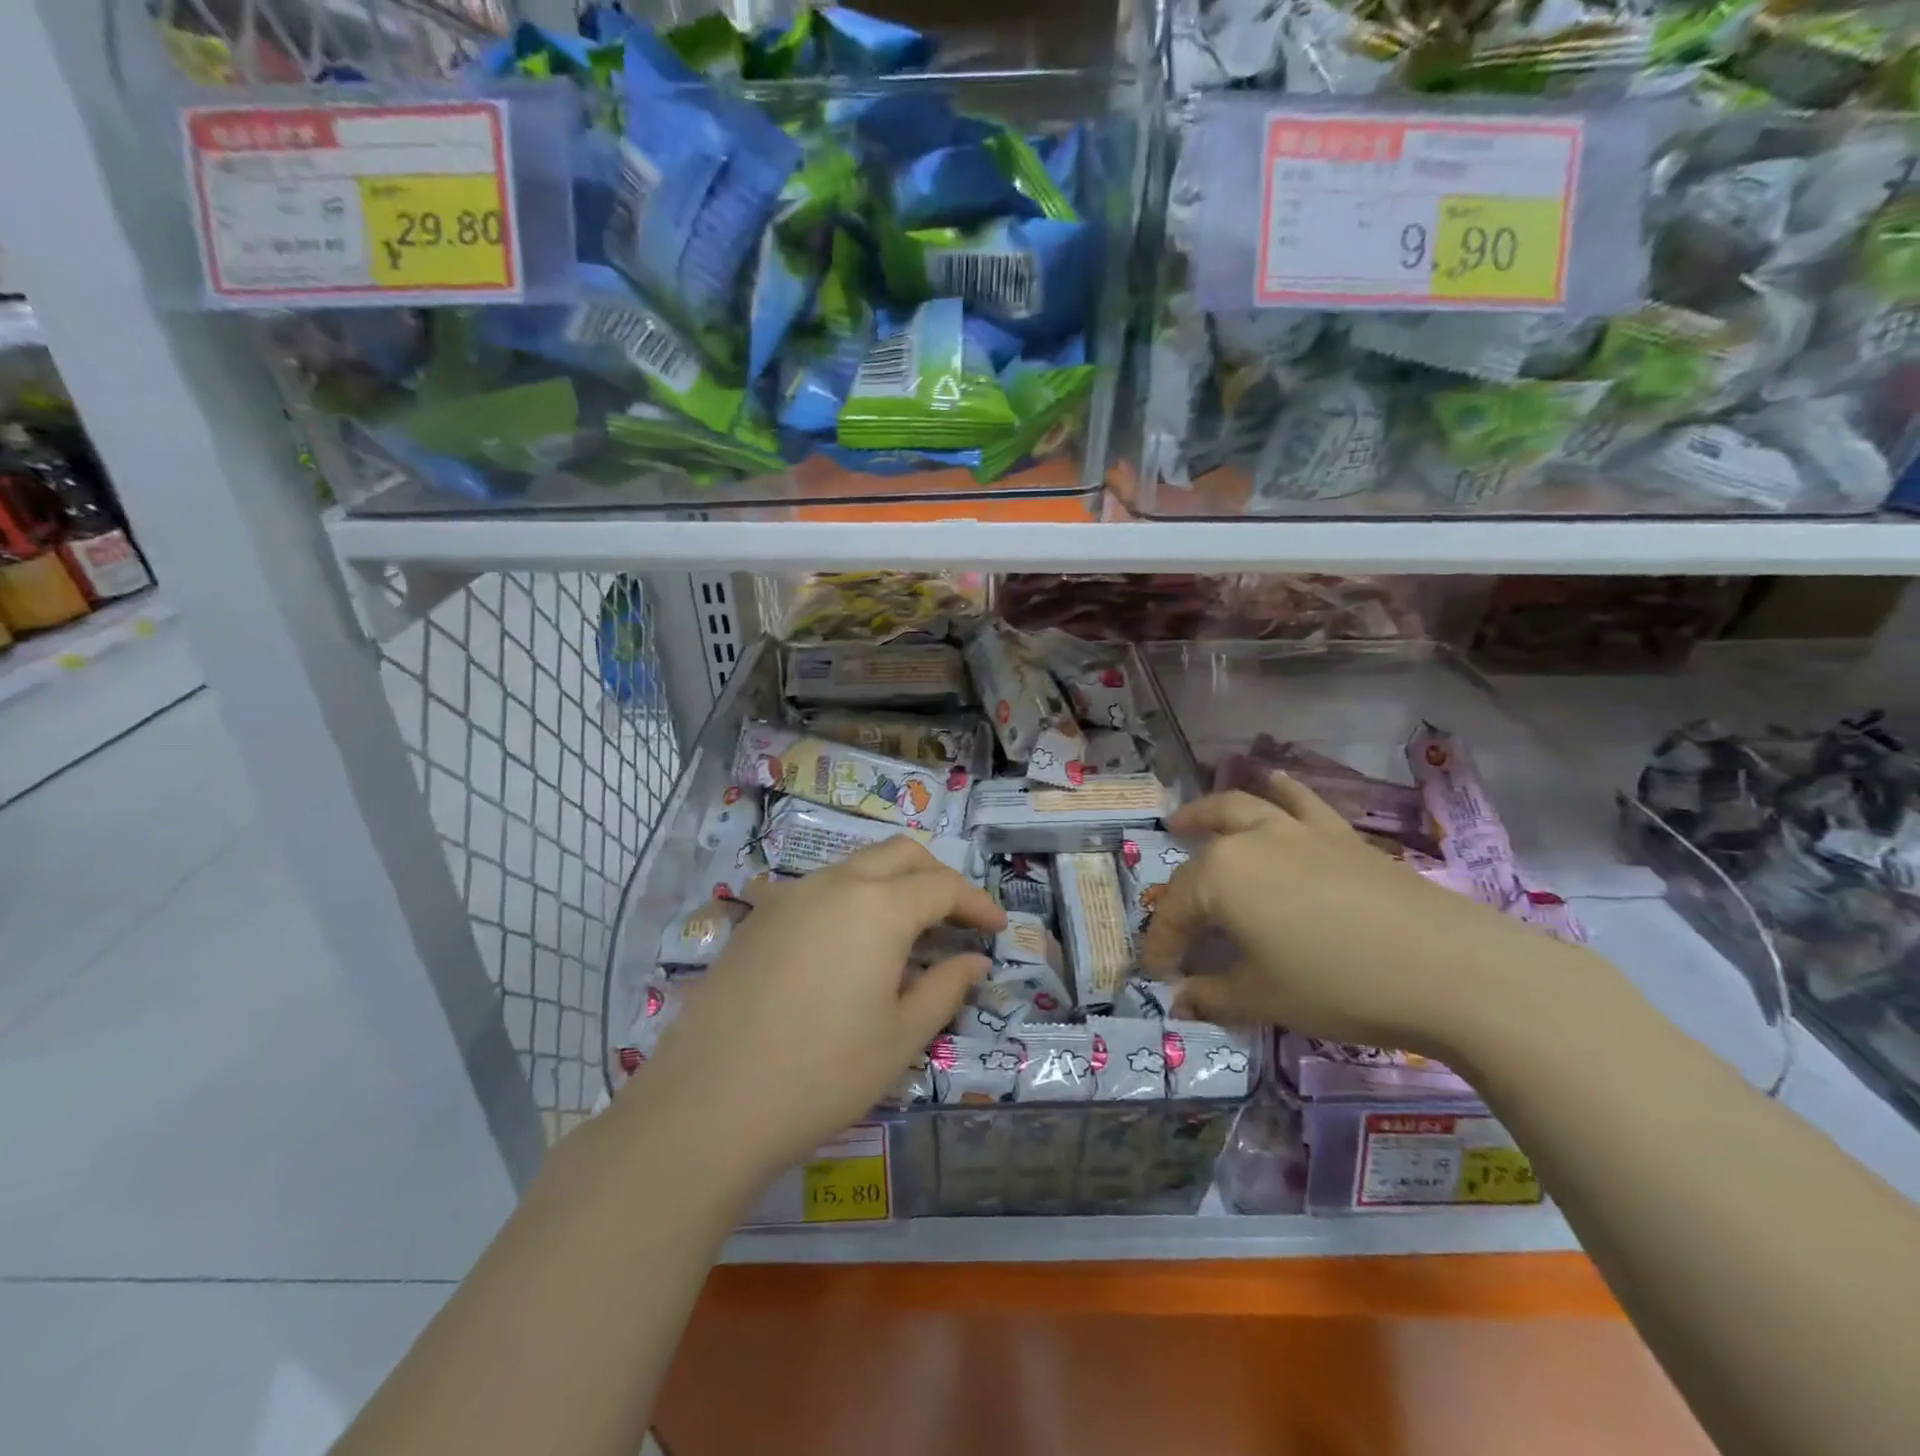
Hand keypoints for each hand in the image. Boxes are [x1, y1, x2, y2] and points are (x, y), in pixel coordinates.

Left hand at [627, 839, 1004, 1182]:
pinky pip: (818, 889)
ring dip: (892, 883)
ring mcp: (790, 895)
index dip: (976, 903)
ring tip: (907, 930)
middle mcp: (834, 884)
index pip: (942, 886)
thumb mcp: (901, 1036)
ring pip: (856, 866)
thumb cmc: (823, 1073)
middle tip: (957, 918)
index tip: (997, 927)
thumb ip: (946, 987)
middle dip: (937, 876)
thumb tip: (975, 960)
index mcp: (878, 906)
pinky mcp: (758, 917)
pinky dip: (850, 899)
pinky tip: (847, 943)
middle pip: (900, 854)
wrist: (709, 1103)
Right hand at [1140, 773, 1591, 1058]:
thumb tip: (1182, 1001)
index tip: (1156, 974)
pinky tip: (1275, 781)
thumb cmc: (1337, 984)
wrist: (1444, 966)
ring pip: (1241, 809)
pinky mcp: (1339, 835)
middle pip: (1202, 855)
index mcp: (1220, 879)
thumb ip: (1214, 996)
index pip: (1175, 912)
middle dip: (1178, 880)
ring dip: (1209, 811)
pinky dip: (1282, 790)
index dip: (1161, 945)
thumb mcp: (1263, 998)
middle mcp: (1250, 842)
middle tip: (1168, 904)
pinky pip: (1301, 802)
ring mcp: (1297, 832)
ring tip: (1191, 817)